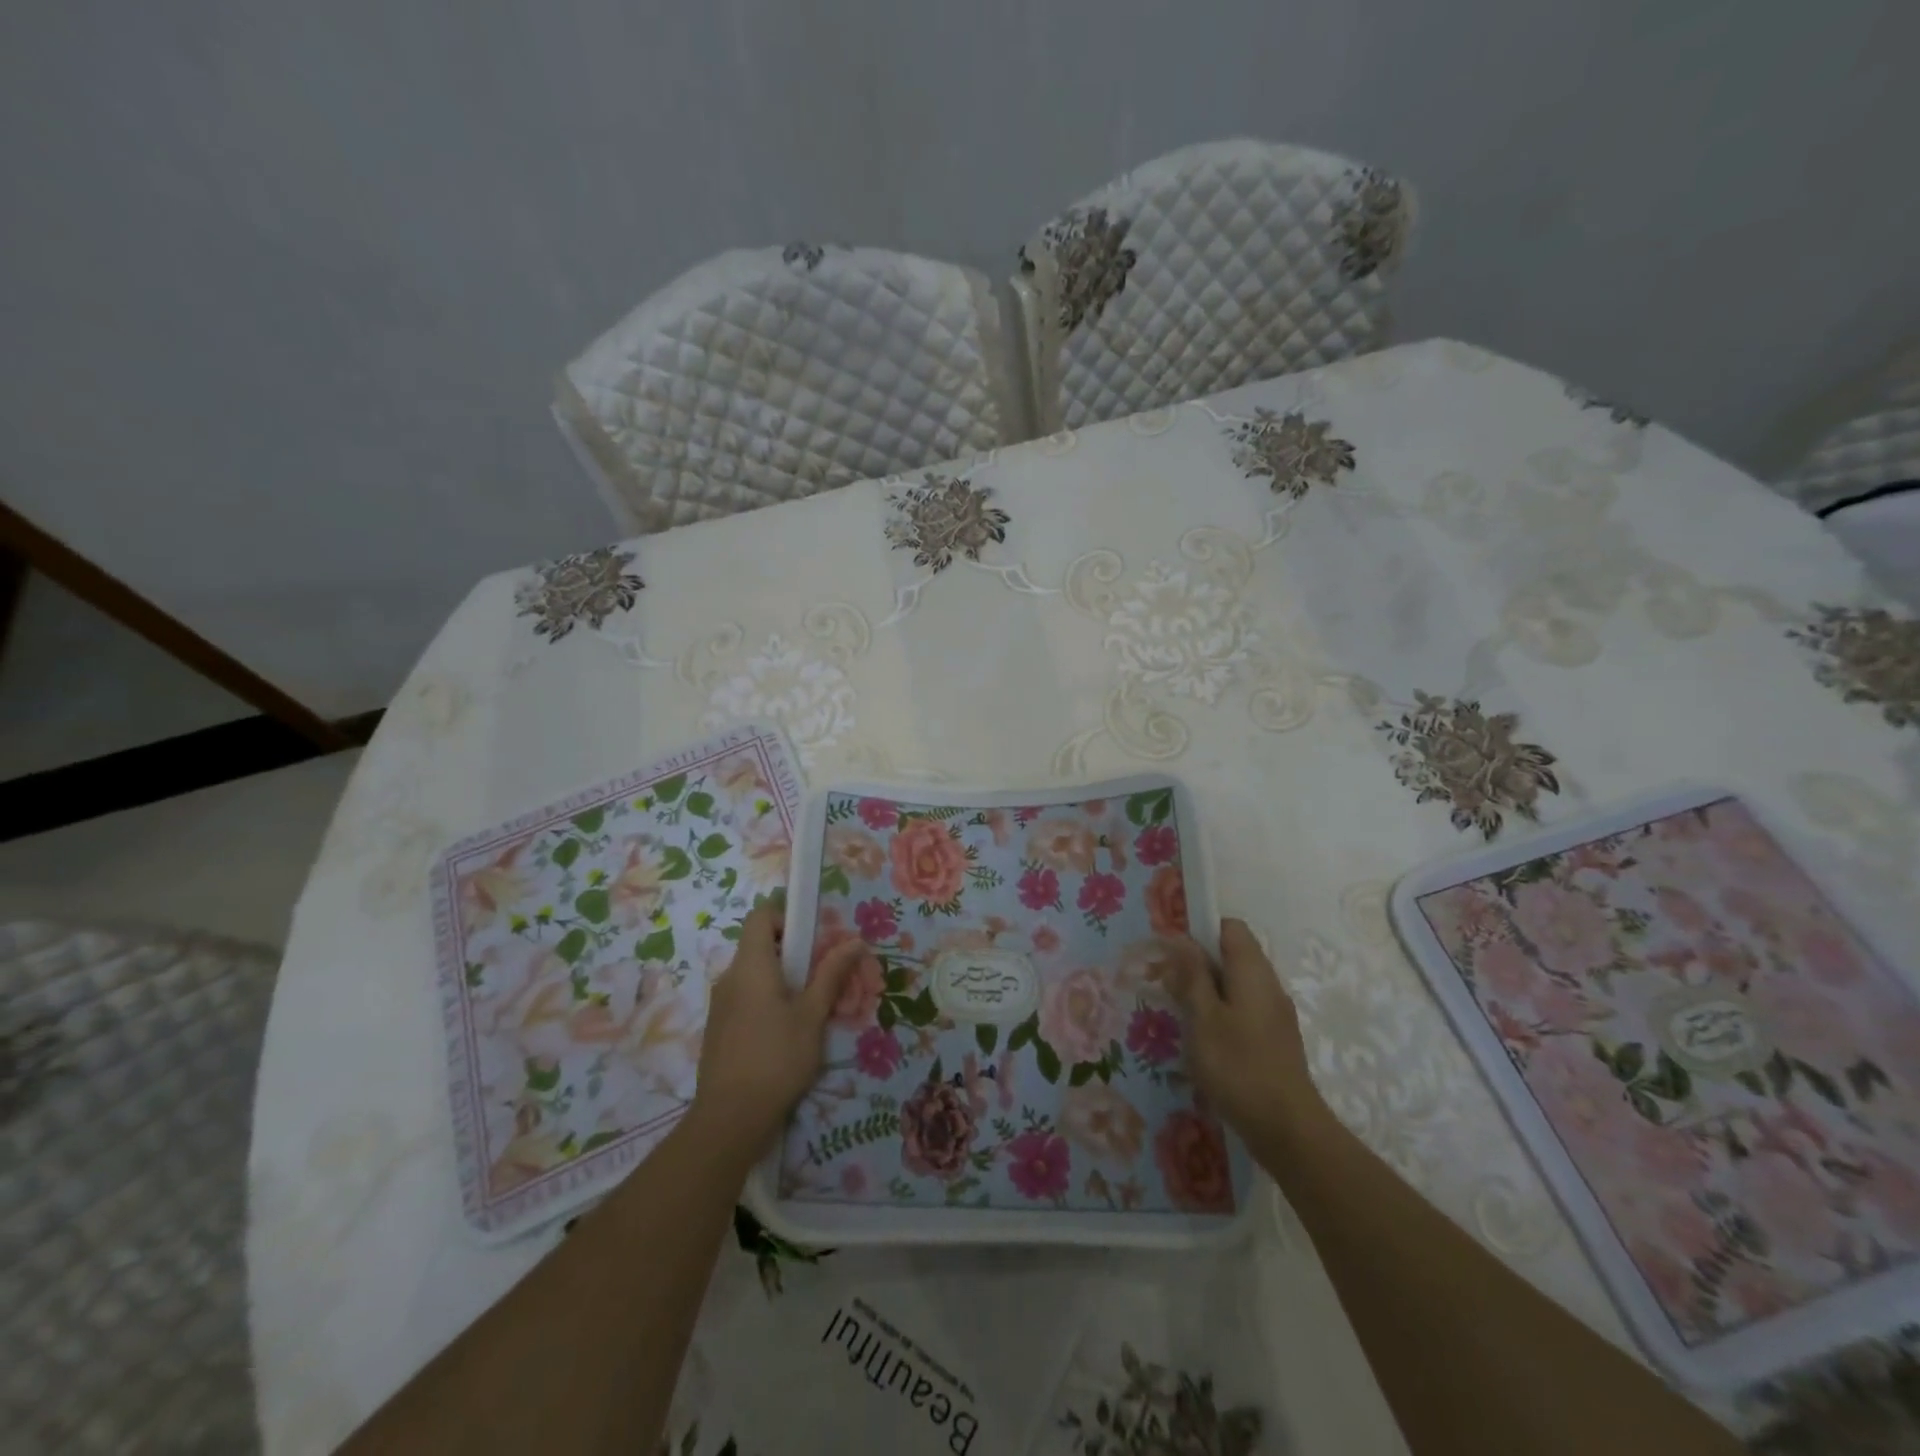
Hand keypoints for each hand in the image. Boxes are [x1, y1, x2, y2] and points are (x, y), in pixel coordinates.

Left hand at [689, 904, 865, 1160]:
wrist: (730, 1118)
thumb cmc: (777, 1058)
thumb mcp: (813, 1015)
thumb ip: (831, 974)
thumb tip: (855, 941)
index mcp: (751, 965)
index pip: (760, 916)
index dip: (785, 917)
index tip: (811, 939)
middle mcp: (730, 977)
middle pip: (759, 946)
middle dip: (792, 953)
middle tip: (821, 976)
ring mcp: (720, 1005)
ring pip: (753, 975)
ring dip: (781, 980)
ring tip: (809, 1009)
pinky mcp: (718, 1029)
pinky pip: (744, 998)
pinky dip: (766, 1001)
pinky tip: (785, 1033)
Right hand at [1168, 918, 1329, 1147]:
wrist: (1287, 1130)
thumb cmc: (1238, 1066)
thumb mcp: (1202, 1017)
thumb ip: (1191, 976)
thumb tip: (1181, 940)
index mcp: (1252, 970)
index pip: (1229, 927)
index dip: (1200, 930)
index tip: (1172, 952)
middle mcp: (1268, 985)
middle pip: (1232, 955)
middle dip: (1198, 964)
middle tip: (1167, 985)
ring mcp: (1275, 1014)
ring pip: (1236, 985)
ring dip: (1207, 992)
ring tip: (1180, 1014)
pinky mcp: (1274, 1040)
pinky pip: (1244, 1010)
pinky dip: (1221, 1014)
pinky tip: (1203, 1041)